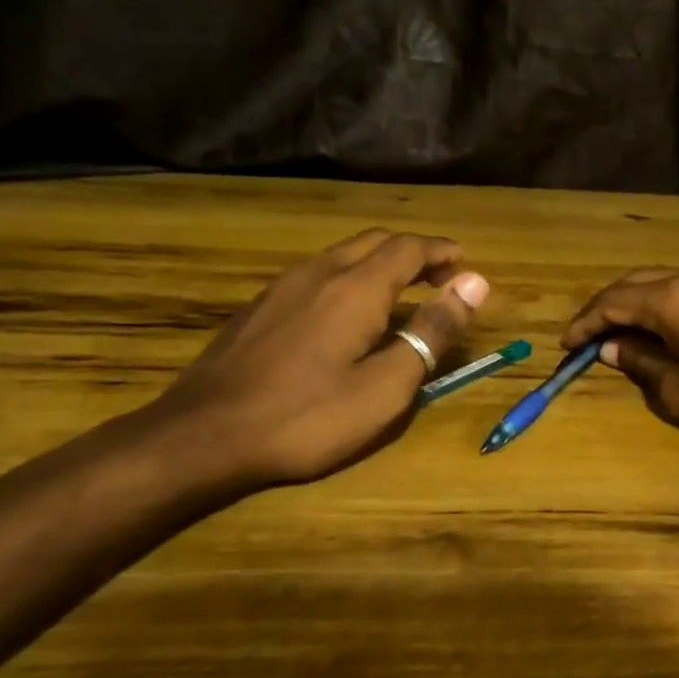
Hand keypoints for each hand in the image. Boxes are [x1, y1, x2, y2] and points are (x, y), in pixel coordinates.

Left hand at [148, 230, 488, 490]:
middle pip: (376, 242)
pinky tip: (346, 311)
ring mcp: (283, 286)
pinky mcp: (260, 306)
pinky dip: (349, 277)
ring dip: (380, 262)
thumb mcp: (384, 387)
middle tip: (440, 277)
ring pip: (343, 254)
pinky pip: (317, 273)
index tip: (465, 265)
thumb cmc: (306, 418)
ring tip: (400, 291)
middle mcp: (320, 272)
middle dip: (414, 252)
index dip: (442, 252)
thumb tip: (475, 284)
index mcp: (356, 288)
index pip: (409, 248)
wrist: (203, 435)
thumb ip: (431, 334)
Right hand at [562, 268, 678, 449]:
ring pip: (664, 284)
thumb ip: (641, 363)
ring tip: (620, 332)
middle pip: (636, 283)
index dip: (586, 323)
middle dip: (607, 307)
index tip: (566, 344)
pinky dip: (664, 307)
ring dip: (637, 304)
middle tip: (588, 334)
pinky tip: (663, 330)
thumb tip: (613, 347)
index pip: (614, 302)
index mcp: (672, 298)